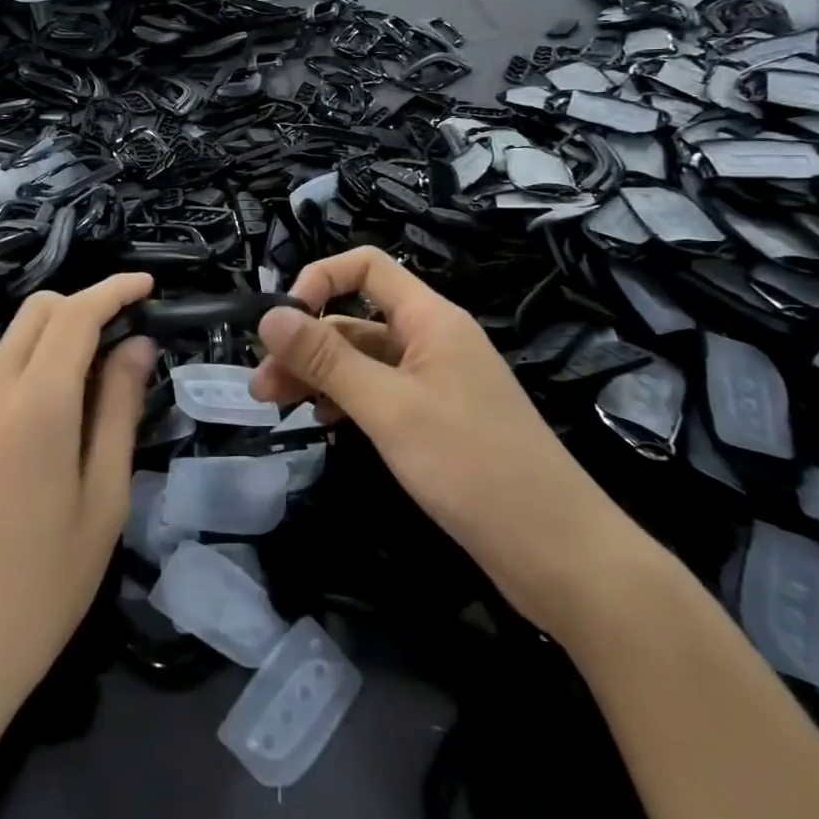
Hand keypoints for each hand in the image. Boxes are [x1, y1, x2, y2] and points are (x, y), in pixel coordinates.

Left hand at [0, 274, 156, 728]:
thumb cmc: (38, 592)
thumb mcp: (102, 502)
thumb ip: (119, 412)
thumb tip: (137, 348)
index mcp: (35, 404)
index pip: (76, 313)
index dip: (114, 290)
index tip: (148, 287)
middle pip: (34, 314)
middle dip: (82, 306)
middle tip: (124, 340)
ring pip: (8, 350)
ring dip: (53, 347)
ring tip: (92, 398)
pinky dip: (26, 382)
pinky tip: (43, 441)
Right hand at [249, 247, 652, 635]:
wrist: (557, 552)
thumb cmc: (472, 466)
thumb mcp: (389, 408)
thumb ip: (328, 359)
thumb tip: (269, 314)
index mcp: (430, 319)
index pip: (367, 267)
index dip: (321, 280)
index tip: (283, 322)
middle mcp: (432, 340)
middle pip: (357, 318)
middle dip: (306, 342)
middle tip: (261, 384)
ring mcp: (436, 382)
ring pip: (364, 361)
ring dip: (319, 374)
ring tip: (276, 406)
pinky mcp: (436, 420)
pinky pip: (380, 393)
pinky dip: (347, 400)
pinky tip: (324, 421)